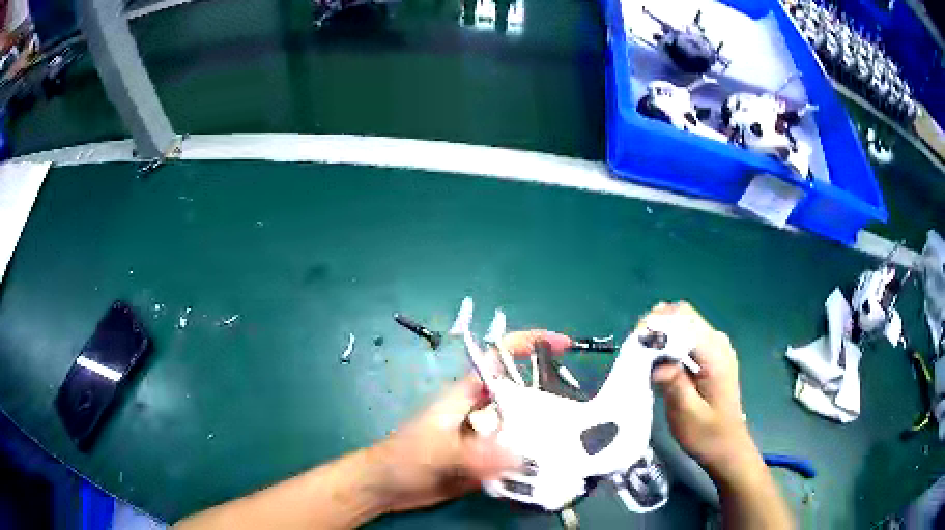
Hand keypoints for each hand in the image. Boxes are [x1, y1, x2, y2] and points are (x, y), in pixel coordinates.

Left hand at [368, 330, 570, 513]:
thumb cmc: (403, 458)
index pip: (500, 357)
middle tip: (587, 413)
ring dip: (548, 434)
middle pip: (524, 395)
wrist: (387, 488)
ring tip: (581, 444)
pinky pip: (517, 456)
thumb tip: (520, 455)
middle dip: (553, 397)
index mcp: (467, 394)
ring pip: (524, 428)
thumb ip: (474, 453)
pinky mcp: (486, 463)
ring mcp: (485, 439)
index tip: (566, 345)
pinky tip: (554, 471)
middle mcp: (482, 412)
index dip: (530, 343)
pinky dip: (535, 461)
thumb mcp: (437, 451)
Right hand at [646, 302, 758, 481]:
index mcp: (715, 354)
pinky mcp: (712, 355)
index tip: (636, 341)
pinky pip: (688, 336)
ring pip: (684, 324)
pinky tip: (657, 360)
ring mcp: (716, 347)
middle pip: (684, 316)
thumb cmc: (707, 434)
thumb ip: (675, 384)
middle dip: (657, 326)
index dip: (658, 324)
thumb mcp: (687, 414)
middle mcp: (718, 343)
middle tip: (635, 348)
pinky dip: (670, 342)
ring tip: (642, 354)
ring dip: (662, 333)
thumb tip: (656, 364)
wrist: (727, 447)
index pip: (685, 320)